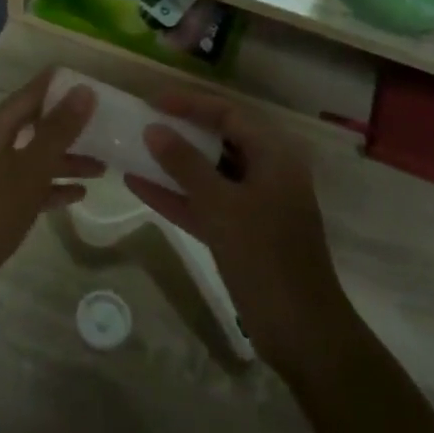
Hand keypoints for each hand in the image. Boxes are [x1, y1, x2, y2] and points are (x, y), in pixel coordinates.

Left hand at [0, 68, 101, 293]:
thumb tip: (84, 88)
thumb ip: (57, 131)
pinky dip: (49, 185)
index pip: (34, 91)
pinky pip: (25, 182)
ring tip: (104, 165)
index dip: (65, 87)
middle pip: (35, 123)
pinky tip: (78, 194)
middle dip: (70, 126)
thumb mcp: (29, 171)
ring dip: (65, 159)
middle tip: (110, 127)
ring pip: (33, 155)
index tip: (100, 87)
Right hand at [123, 93, 344, 378]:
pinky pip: (203, 203)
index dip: (190, 104)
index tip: (152, 101)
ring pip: (208, 173)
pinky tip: (137, 184)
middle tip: (141, 120)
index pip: (229, 114)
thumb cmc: (265, 257)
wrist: (300, 331)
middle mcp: (266, 173)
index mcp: (274, 156)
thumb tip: (153, 129)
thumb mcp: (221, 205)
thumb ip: (185, 164)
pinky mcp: (239, 233)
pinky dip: (175, 195)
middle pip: (219, 140)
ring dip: (172, 163)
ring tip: (132, 148)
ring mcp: (253, 205)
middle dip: (180, 130)